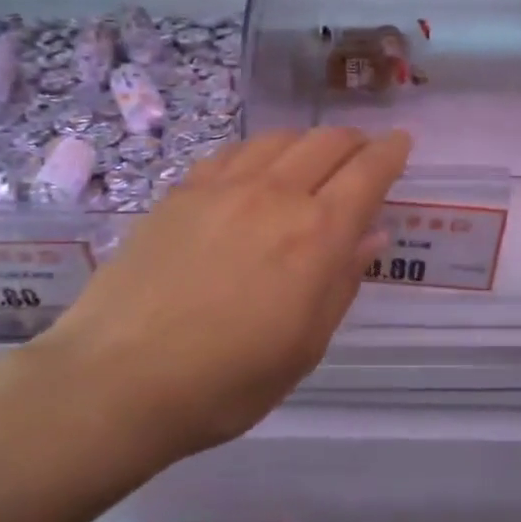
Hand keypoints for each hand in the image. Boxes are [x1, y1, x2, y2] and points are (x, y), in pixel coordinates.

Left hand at [23, 127, 410, 467]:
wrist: (118, 379)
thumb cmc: (227, 381)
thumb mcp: (305, 347)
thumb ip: (342, 282)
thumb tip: (371, 235)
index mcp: (316, 235)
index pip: (367, 173)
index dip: (391, 152)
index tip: (402, 141)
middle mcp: (274, 196)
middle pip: (325, 143)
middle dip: (353, 141)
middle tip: (362, 153)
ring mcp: (222, 188)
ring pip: (277, 139)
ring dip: (306, 142)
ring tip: (311, 160)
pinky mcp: (180, 194)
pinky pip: (231, 154)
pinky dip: (258, 153)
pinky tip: (252, 171)